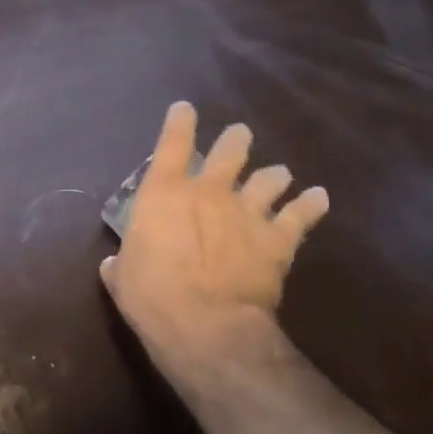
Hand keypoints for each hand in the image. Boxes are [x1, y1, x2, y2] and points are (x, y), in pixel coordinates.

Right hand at [100, 102, 328, 397]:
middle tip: (239, 136)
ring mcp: (247, 211)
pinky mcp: (277, 238)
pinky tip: (318, 197)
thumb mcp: (122, 277)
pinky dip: (311, 204)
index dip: (179, 122)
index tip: (184, 109)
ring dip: (273, 174)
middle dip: (236, 141)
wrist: (206, 325)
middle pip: (230, 151)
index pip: (173, 143)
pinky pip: (301, 214)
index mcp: (164, 192)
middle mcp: (209, 191)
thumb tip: (114, 263)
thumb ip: (120, 263)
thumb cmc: (151, 296)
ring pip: (269, 178)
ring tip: (278, 174)